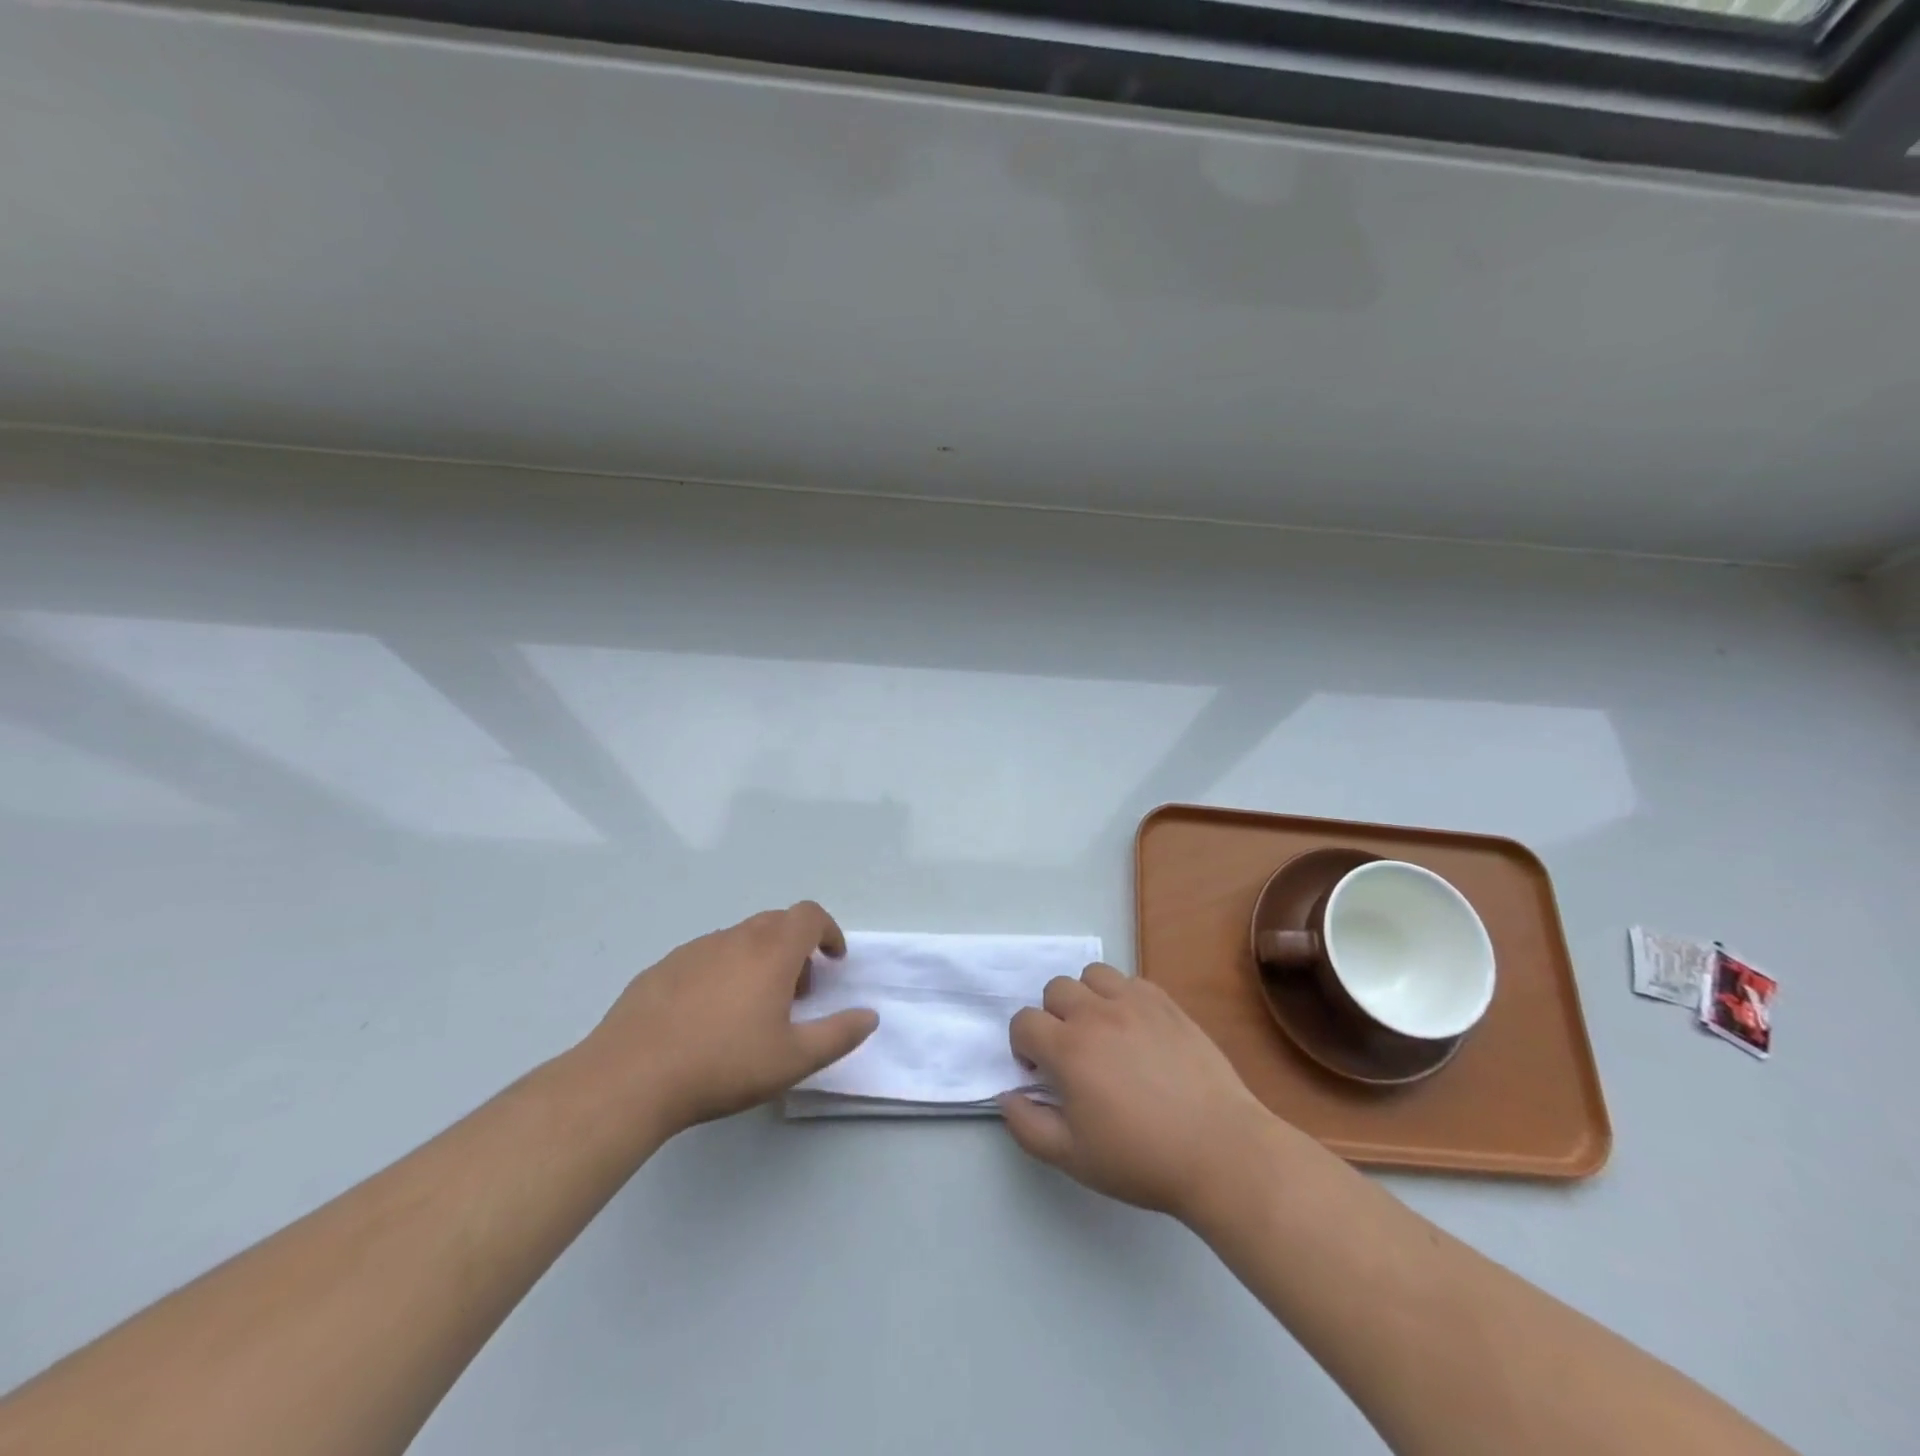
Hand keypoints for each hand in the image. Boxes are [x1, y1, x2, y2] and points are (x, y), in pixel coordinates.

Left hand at [583, 902, 877, 1134]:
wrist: (630, 1077)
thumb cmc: (722, 1065)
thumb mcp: (793, 1059)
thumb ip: (838, 1034)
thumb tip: (869, 1015)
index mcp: (771, 952)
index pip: (809, 916)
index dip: (828, 931)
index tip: (833, 960)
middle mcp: (735, 939)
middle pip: (776, 923)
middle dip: (796, 948)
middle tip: (797, 991)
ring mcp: (694, 950)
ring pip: (739, 940)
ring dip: (759, 960)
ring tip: (752, 1009)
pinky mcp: (662, 968)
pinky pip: (706, 957)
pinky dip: (723, 972)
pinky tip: (707, 1017)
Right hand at [1001, 964, 1276, 1220]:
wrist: (1219, 1150)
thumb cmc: (1141, 1159)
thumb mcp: (1072, 1157)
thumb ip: (1027, 1125)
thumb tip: (1008, 1095)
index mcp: (1068, 1049)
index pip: (1023, 1022)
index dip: (1023, 1047)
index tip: (1040, 1074)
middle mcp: (1096, 1014)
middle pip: (1055, 990)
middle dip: (1052, 1018)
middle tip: (1072, 1054)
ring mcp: (1134, 1002)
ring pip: (1092, 974)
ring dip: (1086, 998)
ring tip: (1102, 1032)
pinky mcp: (1166, 1003)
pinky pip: (1130, 981)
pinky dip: (1121, 996)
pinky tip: (1135, 1029)